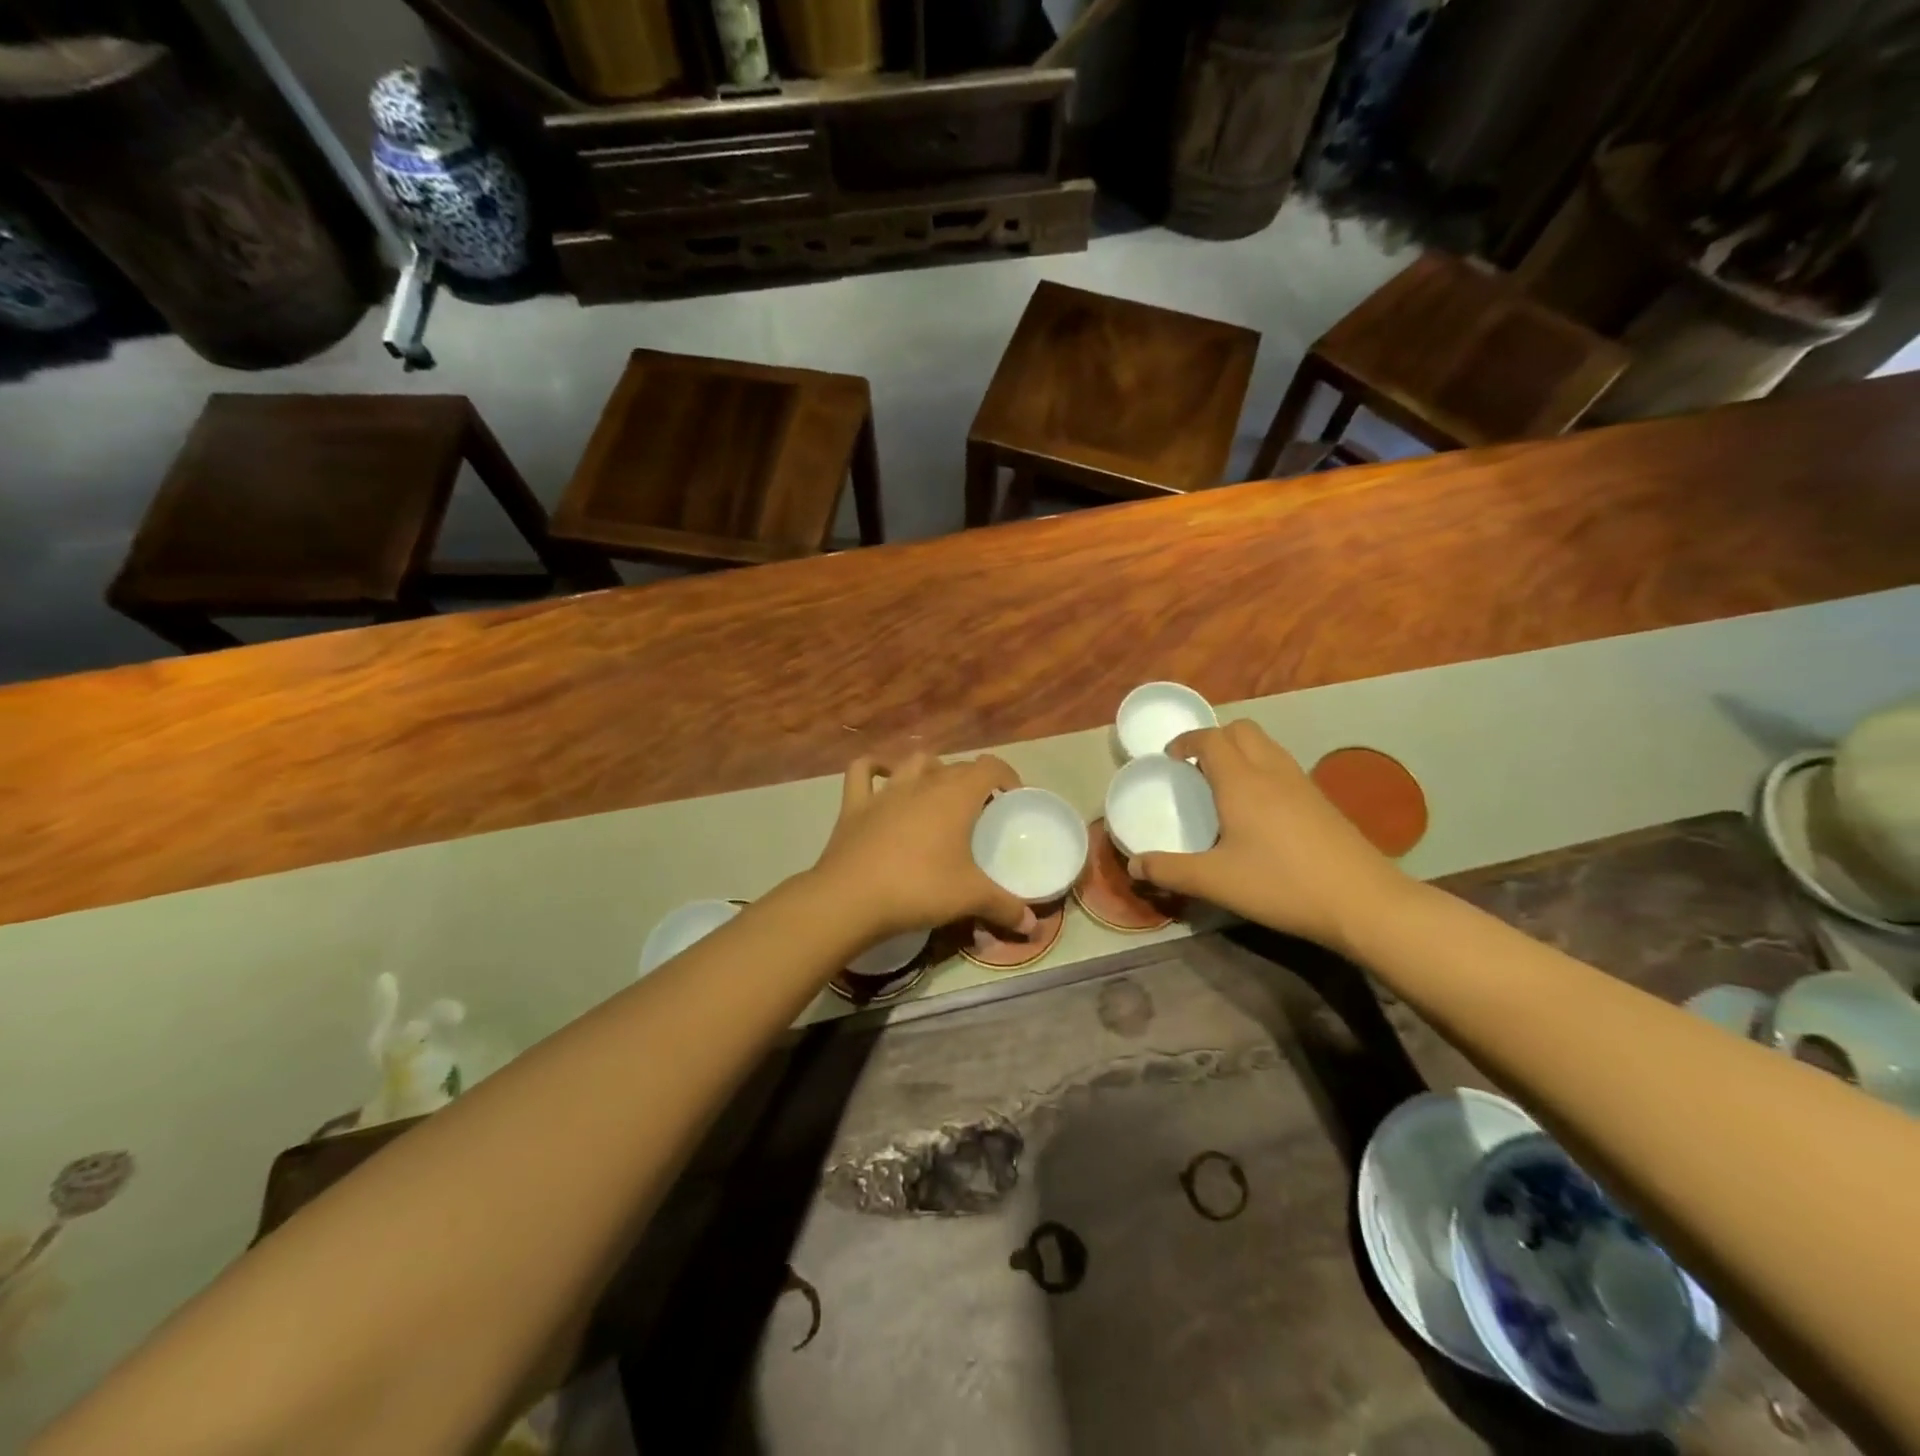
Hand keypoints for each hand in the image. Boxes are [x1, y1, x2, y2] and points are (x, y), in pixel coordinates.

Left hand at [812, 753, 1037, 943]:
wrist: (851, 899)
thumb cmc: (919, 889)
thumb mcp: (970, 898)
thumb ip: (1005, 907)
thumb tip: (1032, 926)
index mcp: (956, 796)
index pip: (990, 767)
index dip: (1007, 776)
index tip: (1012, 798)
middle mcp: (923, 783)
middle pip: (955, 767)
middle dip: (972, 780)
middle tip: (980, 810)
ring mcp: (885, 791)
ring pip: (914, 762)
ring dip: (931, 769)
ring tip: (938, 791)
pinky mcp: (854, 804)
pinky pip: (862, 772)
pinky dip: (874, 768)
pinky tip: (881, 776)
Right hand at [1129, 720, 1413, 954]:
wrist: (1364, 903)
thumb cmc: (1281, 885)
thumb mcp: (1216, 882)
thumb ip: (1170, 870)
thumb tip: (1134, 865)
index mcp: (1242, 782)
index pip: (1211, 739)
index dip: (1186, 741)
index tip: (1170, 757)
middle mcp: (1272, 772)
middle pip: (1241, 730)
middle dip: (1214, 738)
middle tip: (1196, 767)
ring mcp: (1303, 784)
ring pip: (1267, 746)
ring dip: (1241, 751)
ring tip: (1224, 785)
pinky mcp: (1323, 801)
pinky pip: (1284, 766)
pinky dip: (1262, 769)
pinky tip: (1260, 809)